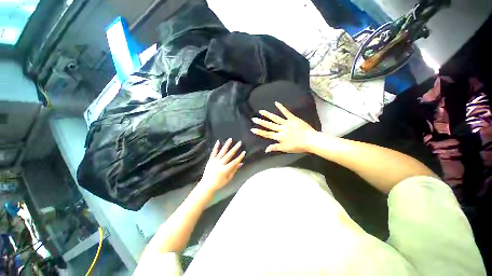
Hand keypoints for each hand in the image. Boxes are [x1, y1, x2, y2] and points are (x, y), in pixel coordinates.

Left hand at [198, 139, 245, 192]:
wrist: (206, 185)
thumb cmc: (219, 183)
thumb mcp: (228, 178)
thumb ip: (234, 170)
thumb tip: (241, 163)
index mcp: (224, 170)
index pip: (234, 162)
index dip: (240, 157)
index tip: (244, 152)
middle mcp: (220, 164)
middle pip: (229, 155)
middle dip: (235, 149)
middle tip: (239, 143)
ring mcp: (214, 161)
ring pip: (221, 152)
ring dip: (226, 145)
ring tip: (230, 139)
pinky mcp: (210, 160)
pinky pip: (213, 153)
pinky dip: (216, 147)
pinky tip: (218, 141)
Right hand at [251, 102, 315, 152]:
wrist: (310, 140)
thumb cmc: (298, 146)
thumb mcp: (286, 149)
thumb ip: (275, 147)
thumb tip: (265, 149)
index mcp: (279, 137)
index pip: (267, 134)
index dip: (259, 132)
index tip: (252, 129)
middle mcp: (281, 129)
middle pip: (269, 125)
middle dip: (261, 122)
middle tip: (254, 118)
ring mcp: (287, 123)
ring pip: (275, 118)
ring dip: (267, 115)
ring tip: (261, 111)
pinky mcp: (293, 118)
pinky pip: (286, 112)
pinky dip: (281, 107)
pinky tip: (276, 103)